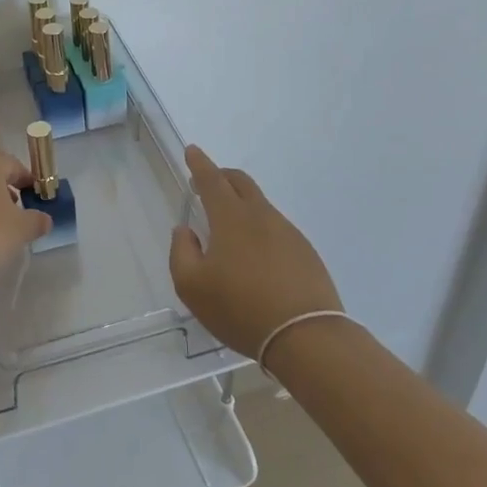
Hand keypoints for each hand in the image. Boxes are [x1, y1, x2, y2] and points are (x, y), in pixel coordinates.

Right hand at [169, 145, 344, 357]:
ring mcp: (288, 232)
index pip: (212, 180)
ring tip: (229, 227)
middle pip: (241, 183)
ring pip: (260, 206)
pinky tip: (256, 255)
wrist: (305, 335)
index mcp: (231, 218)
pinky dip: (260, 228)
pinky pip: (276, 228)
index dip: (199, 164)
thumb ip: (181, 252)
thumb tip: (184, 230)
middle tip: (207, 182)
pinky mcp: (305, 252)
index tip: (192, 150)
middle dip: (222, 176)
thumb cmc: (240, 308)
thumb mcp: (192, 286)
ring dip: (242, 204)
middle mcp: (261, 216)